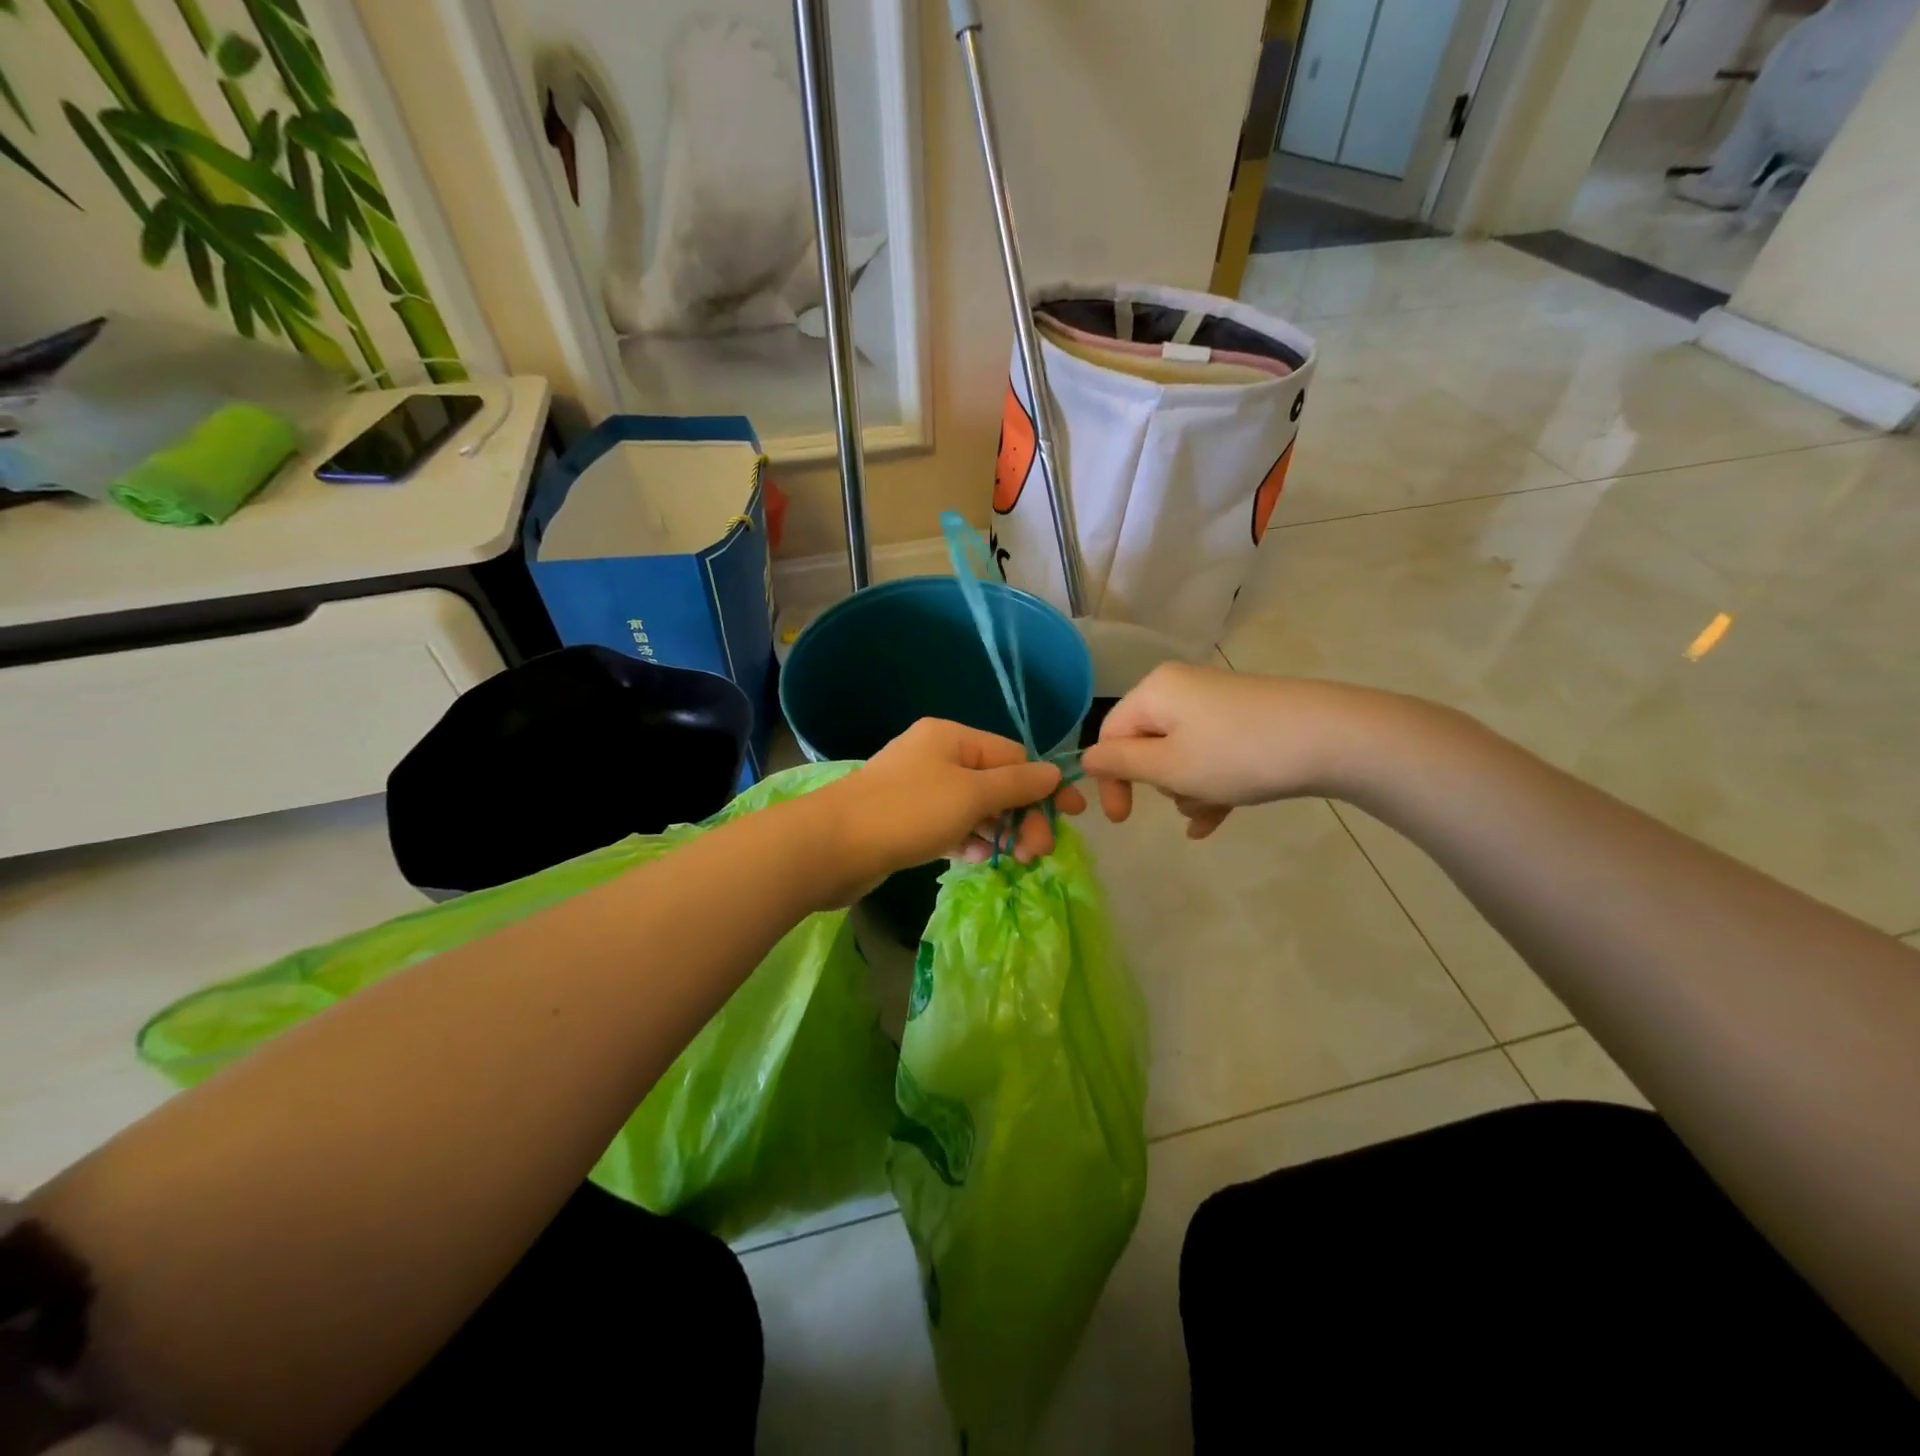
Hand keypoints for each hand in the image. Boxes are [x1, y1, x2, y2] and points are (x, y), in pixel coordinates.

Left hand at [812, 719, 1085, 903]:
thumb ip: (1017, 785)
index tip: (1072, 817)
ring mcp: (918, 789)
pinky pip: (950, 826)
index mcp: (952, 737)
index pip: (1013, 755)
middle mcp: (935, 756)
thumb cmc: (908, 811)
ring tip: (1015, 859)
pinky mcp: (906, 821)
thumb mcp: (971, 794)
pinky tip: (979, 860)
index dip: (1044, 785)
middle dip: (1021, 815)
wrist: (832, 846)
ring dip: (998, 831)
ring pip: (973, 807)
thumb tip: (1054, 773)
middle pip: (995, 783)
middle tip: (1037, 851)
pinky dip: (968, 840)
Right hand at [1078, 664, 1364, 838]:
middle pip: (1147, 745)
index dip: (1111, 779)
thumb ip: (1121, 764)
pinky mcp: (1244, 720)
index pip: (1110, 735)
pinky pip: (1211, 755)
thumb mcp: (1170, 767)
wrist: (1332, 738)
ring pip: (1181, 755)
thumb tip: (1084, 759)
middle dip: (1159, 783)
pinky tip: (1214, 821)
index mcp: (1155, 692)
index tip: (1123, 820)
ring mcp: (1216, 704)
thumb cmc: (1238, 754)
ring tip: (1212, 807)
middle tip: (1186, 798)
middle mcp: (1180, 689)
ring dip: (1187, 788)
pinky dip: (1209, 784)